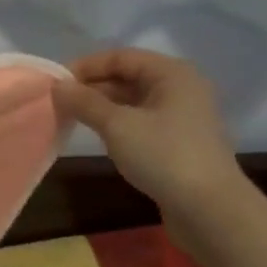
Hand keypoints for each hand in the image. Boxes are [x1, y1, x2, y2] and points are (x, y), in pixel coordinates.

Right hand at [54, 50, 244, 215]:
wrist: (209, 209)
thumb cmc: (164, 156)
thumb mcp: (118, 125)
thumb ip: (85, 102)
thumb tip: (58, 86)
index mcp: (171, 73)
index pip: (120, 57)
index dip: (86, 66)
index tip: (57, 83)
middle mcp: (180, 88)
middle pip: (128, 76)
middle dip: (92, 87)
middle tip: (59, 103)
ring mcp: (182, 116)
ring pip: (133, 101)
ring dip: (102, 107)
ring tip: (72, 118)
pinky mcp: (178, 141)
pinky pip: (141, 121)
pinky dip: (117, 124)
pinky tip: (98, 136)